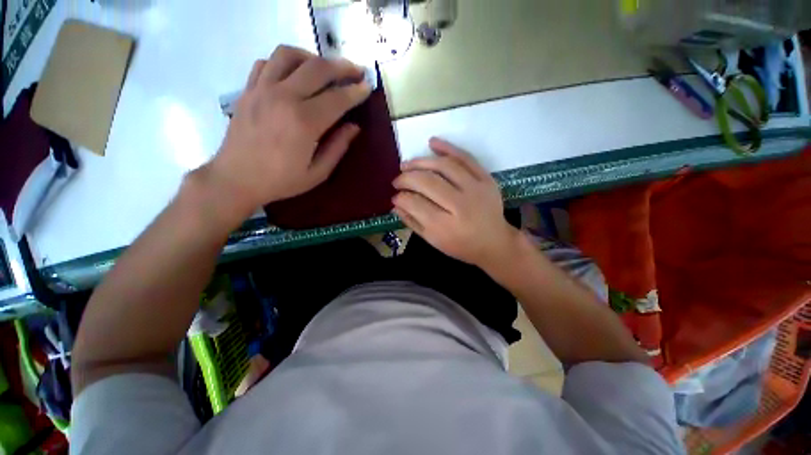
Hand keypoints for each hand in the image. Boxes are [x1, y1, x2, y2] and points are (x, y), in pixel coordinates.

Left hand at [206, 46, 371, 218]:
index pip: (337, 98)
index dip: (356, 91)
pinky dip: (285, 62)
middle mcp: (284, 97)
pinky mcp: (248, 89)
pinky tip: (294, 74)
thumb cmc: (281, 180)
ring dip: (312, 57)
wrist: (236, 179)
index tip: (367, 87)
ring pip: (289, 55)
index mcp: (304, 122)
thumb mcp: (318, 172)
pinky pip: (266, 62)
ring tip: (324, 69)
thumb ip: (338, 147)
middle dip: (342, 67)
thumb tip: (354, 127)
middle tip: (356, 71)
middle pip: (317, 68)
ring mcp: (262, 89)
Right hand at [393, 138, 520, 269]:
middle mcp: (460, 205)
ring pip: (444, 166)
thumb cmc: (461, 245)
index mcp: (445, 226)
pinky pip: (465, 158)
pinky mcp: (486, 179)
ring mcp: (475, 189)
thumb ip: (413, 222)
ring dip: (421, 161)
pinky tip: (432, 142)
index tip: (395, 195)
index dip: (401, 197)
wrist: (495, 242)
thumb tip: (395, 203)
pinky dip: (448, 147)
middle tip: (397, 180)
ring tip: (407, 164)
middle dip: (406, 178)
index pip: (415, 203)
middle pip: (427, 182)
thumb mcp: (433, 241)